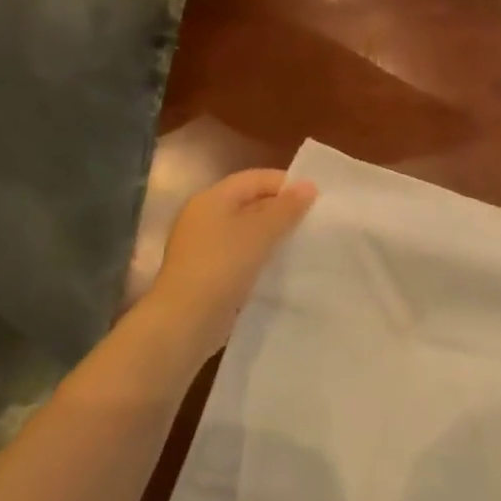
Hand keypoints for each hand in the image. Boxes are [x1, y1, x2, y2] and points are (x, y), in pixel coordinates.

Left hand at [139, 169, 317, 362]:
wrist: (184, 321)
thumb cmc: (222, 266)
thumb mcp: (260, 232)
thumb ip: (287, 208)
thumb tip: (309, 185)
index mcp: (211, 199)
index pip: (254, 178)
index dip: (285, 183)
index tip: (316, 197)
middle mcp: (204, 217)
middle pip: (249, 202)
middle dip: (281, 209)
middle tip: (313, 219)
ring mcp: (203, 247)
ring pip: (246, 231)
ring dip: (273, 234)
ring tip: (303, 241)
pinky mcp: (207, 273)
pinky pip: (241, 254)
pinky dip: (261, 255)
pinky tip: (282, 265)